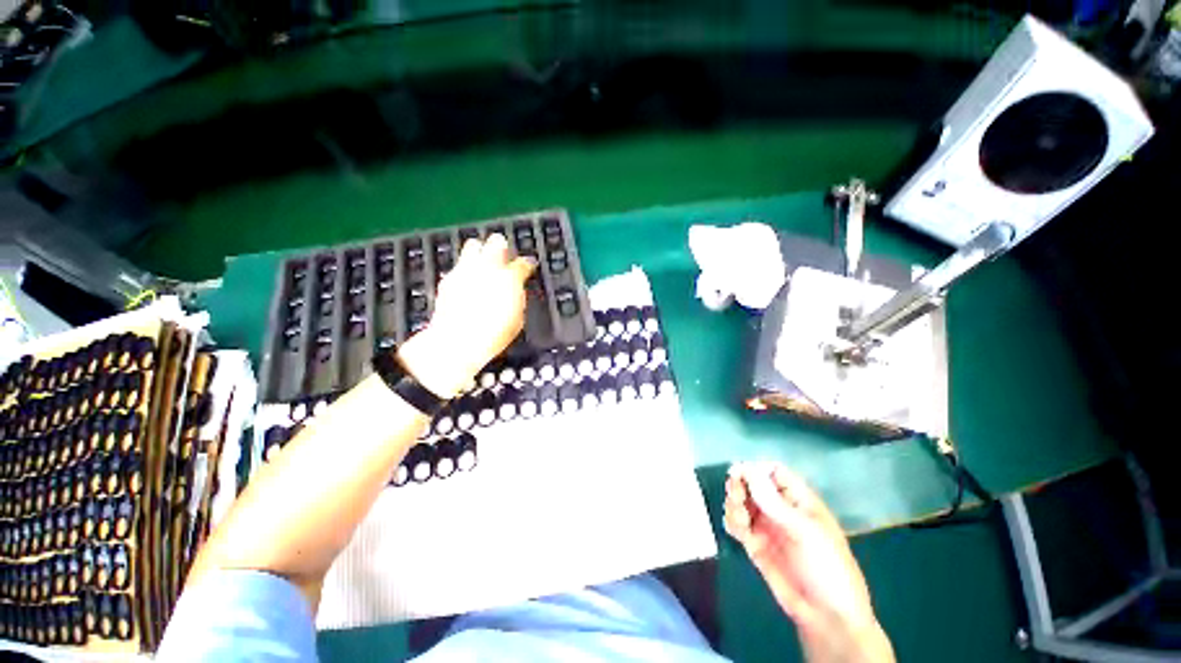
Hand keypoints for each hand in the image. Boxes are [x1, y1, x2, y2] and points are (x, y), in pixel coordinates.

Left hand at [397, 234, 534, 397]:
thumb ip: (517, 297)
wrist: (457, 343)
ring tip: (483, 264)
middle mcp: (487, 268)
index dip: (528, 264)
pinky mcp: (448, 279)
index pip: (524, 263)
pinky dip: (466, 269)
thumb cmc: (493, 335)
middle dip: (502, 247)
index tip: (529, 266)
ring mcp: (465, 271)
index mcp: (510, 279)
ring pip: (473, 245)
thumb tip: (516, 291)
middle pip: (497, 242)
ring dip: (481, 252)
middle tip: (504, 257)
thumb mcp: (517, 319)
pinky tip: (468, 282)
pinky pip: (459, 265)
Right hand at [724, 462, 893, 662]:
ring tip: (740, 522)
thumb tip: (745, 469)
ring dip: (734, 505)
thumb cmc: (827, 567)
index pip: (773, 471)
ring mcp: (766, 527)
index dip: (755, 469)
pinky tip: (738, 531)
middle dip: (739, 486)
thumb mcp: (804, 531)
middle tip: (736, 497)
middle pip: (751, 484)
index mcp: (799, 500)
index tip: (740, 474)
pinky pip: (737, 524)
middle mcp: (780, 509)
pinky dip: (732, 522)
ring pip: (740, 502)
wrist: (827, 618)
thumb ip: (772, 501)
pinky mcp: (755, 545)